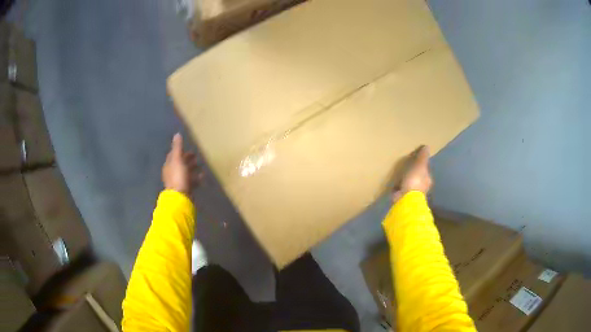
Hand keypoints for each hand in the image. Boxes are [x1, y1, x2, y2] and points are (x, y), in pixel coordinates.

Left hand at [162, 133, 201, 195]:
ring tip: (201, 166)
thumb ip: (178, 147)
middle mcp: (172, 173)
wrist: (179, 197)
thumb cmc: (177, 176)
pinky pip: (191, 181)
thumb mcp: (178, 159)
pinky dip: (196, 178)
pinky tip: (202, 177)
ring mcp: (178, 182)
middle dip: (187, 159)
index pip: (173, 155)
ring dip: (192, 169)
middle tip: (196, 156)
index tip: (187, 147)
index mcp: (169, 165)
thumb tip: (177, 134)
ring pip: (186, 172)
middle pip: (180, 164)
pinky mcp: (185, 189)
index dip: (179, 150)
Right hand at [392, 146, 431, 202]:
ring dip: (404, 180)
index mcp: (427, 179)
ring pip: (408, 183)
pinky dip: (398, 186)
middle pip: (416, 177)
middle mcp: (421, 187)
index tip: (414, 159)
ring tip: (398, 173)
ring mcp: (412, 193)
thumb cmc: (415, 181)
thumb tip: (427, 146)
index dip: (420, 164)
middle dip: (412, 173)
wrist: (406, 198)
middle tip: (405, 165)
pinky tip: (393, 182)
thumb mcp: (420, 166)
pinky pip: (400, 189)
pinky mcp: (402, 197)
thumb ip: (422, 157)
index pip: (424, 170)